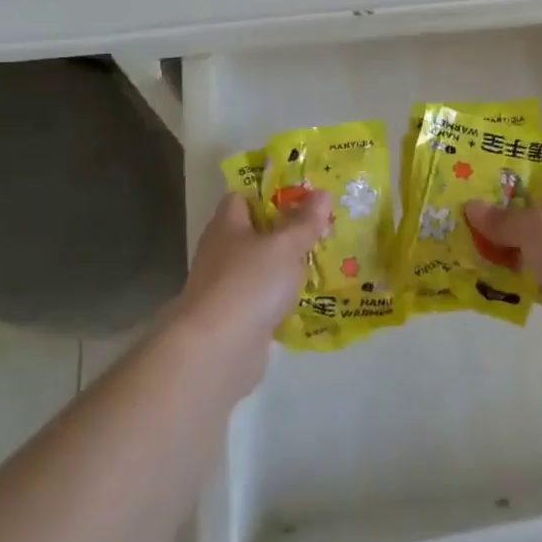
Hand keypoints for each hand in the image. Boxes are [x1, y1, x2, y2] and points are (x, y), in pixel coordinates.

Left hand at [177, 191, 331, 349]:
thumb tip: (323, 193)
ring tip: (323, 259)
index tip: (302, 193)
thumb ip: (305, 221)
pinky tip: (308, 297)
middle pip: (253, 232)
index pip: (242, 197)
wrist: (218, 350)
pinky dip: (282, 297)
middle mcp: (221, 253)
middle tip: (321, 225)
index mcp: (227, 226)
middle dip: (284, 230)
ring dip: (285, 266)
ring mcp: (226, 288)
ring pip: (260, 267)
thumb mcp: (285, 245)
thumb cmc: (250, 282)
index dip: (269, 192)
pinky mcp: (236, 319)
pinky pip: (263, 299)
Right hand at [465, 176, 541, 349]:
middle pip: (530, 216)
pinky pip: (528, 279)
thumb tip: (471, 206)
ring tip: (462, 247)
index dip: (516, 176)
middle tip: (461, 214)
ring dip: (500, 251)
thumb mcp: (535, 225)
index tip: (482, 178)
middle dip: (499, 217)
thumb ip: (503, 218)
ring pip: (526, 249)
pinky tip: (480, 278)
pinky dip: (509, 279)